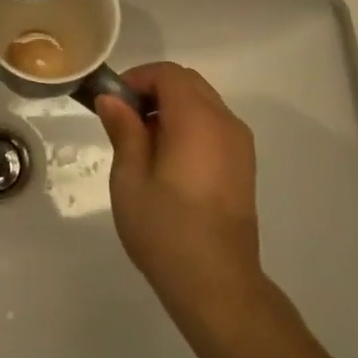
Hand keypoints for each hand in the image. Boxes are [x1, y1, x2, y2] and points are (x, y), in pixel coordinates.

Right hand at [96, 63, 263, 321]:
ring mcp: (239, 143)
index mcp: (196, 119)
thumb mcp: (130, 179)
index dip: (138, 78)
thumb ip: (124, 131)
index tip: (114, 103)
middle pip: (188, 83)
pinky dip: (190, 125)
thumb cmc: (166, 230)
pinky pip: (214, 124)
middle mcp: (224, 121)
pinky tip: (171, 161)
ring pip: (203, 102)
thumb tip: (112, 99)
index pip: (168, 73)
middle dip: (154, 90)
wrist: (218, 284)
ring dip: (173, 107)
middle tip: (125, 120)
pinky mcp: (244, 164)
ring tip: (145, 144)